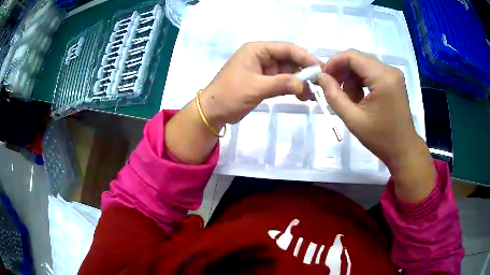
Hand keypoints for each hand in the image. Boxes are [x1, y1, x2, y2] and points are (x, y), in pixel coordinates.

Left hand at [199, 42, 320, 127]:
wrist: (212, 111)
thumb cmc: (230, 95)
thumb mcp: (255, 88)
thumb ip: (281, 84)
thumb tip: (303, 85)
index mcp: (257, 50)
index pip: (286, 48)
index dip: (305, 57)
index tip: (320, 69)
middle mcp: (262, 56)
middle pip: (289, 59)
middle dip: (304, 70)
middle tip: (320, 83)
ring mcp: (263, 69)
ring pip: (288, 71)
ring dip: (300, 81)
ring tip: (313, 93)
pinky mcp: (264, 81)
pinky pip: (282, 81)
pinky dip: (292, 87)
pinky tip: (303, 95)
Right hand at [318, 49, 434, 202]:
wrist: (403, 150)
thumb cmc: (380, 138)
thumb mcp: (353, 119)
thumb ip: (334, 96)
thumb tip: (321, 77)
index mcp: (383, 78)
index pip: (352, 56)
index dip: (334, 62)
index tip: (323, 77)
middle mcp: (390, 70)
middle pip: (358, 59)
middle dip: (343, 72)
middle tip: (333, 89)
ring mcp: (394, 74)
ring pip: (364, 65)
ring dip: (352, 78)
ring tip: (349, 99)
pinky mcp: (394, 80)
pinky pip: (372, 72)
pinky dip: (361, 81)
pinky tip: (359, 98)